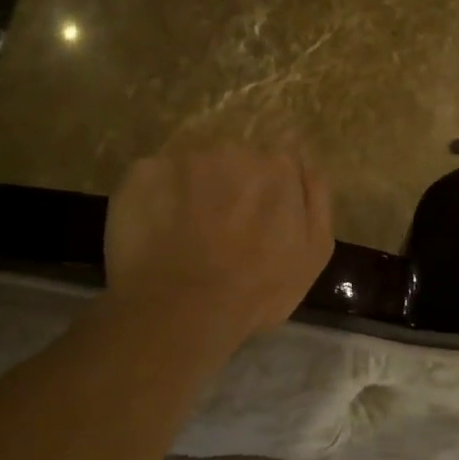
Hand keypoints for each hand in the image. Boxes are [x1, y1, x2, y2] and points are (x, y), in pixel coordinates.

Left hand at [104, 142, 335, 341]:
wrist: (183, 311)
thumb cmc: (258, 289)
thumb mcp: (314, 251)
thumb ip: (316, 198)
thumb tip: (306, 163)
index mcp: (278, 166)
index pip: (276, 162)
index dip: (266, 191)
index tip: (256, 219)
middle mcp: (233, 148)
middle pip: (233, 159)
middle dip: (228, 186)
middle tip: (218, 229)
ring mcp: (184, 158)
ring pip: (191, 167)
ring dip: (190, 190)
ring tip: (182, 233)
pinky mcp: (142, 172)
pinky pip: (153, 179)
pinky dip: (154, 199)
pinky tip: (154, 231)